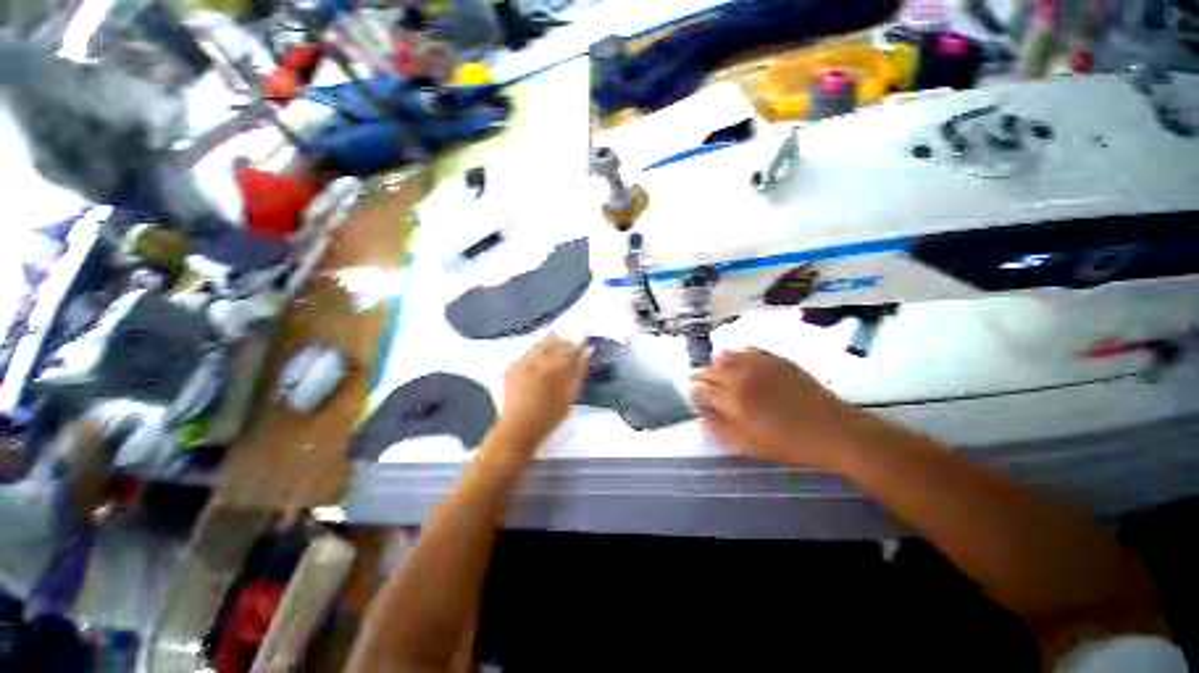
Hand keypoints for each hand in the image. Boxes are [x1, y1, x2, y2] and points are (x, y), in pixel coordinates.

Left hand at [494, 335, 589, 455]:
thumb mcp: (570, 396)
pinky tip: (541, 361)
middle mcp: (535, 361)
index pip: (569, 348)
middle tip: (572, 347)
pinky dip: (537, 353)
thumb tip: (588, 351)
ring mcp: (521, 363)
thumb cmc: (549, 416)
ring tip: (558, 353)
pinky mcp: (511, 367)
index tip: (585, 342)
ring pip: (540, 344)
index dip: (578, 345)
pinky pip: (528, 353)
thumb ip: (579, 371)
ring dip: (551, 345)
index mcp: (552, 368)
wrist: (518, 429)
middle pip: (554, 342)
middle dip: (565, 342)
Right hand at [690, 348, 866, 468]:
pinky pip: (749, 349)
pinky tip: (741, 359)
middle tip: (700, 381)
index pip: (702, 388)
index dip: (695, 390)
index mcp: (732, 399)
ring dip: (717, 362)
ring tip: (718, 368)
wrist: (833, 431)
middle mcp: (741, 376)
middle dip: (701, 375)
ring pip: (727, 354)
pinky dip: (738, 353)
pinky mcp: (776, 359)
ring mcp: (759, 364)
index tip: (693, 393)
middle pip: (711, 369)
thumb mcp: (748, 444)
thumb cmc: (788, 444)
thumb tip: (699, 412)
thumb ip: (719, 426)